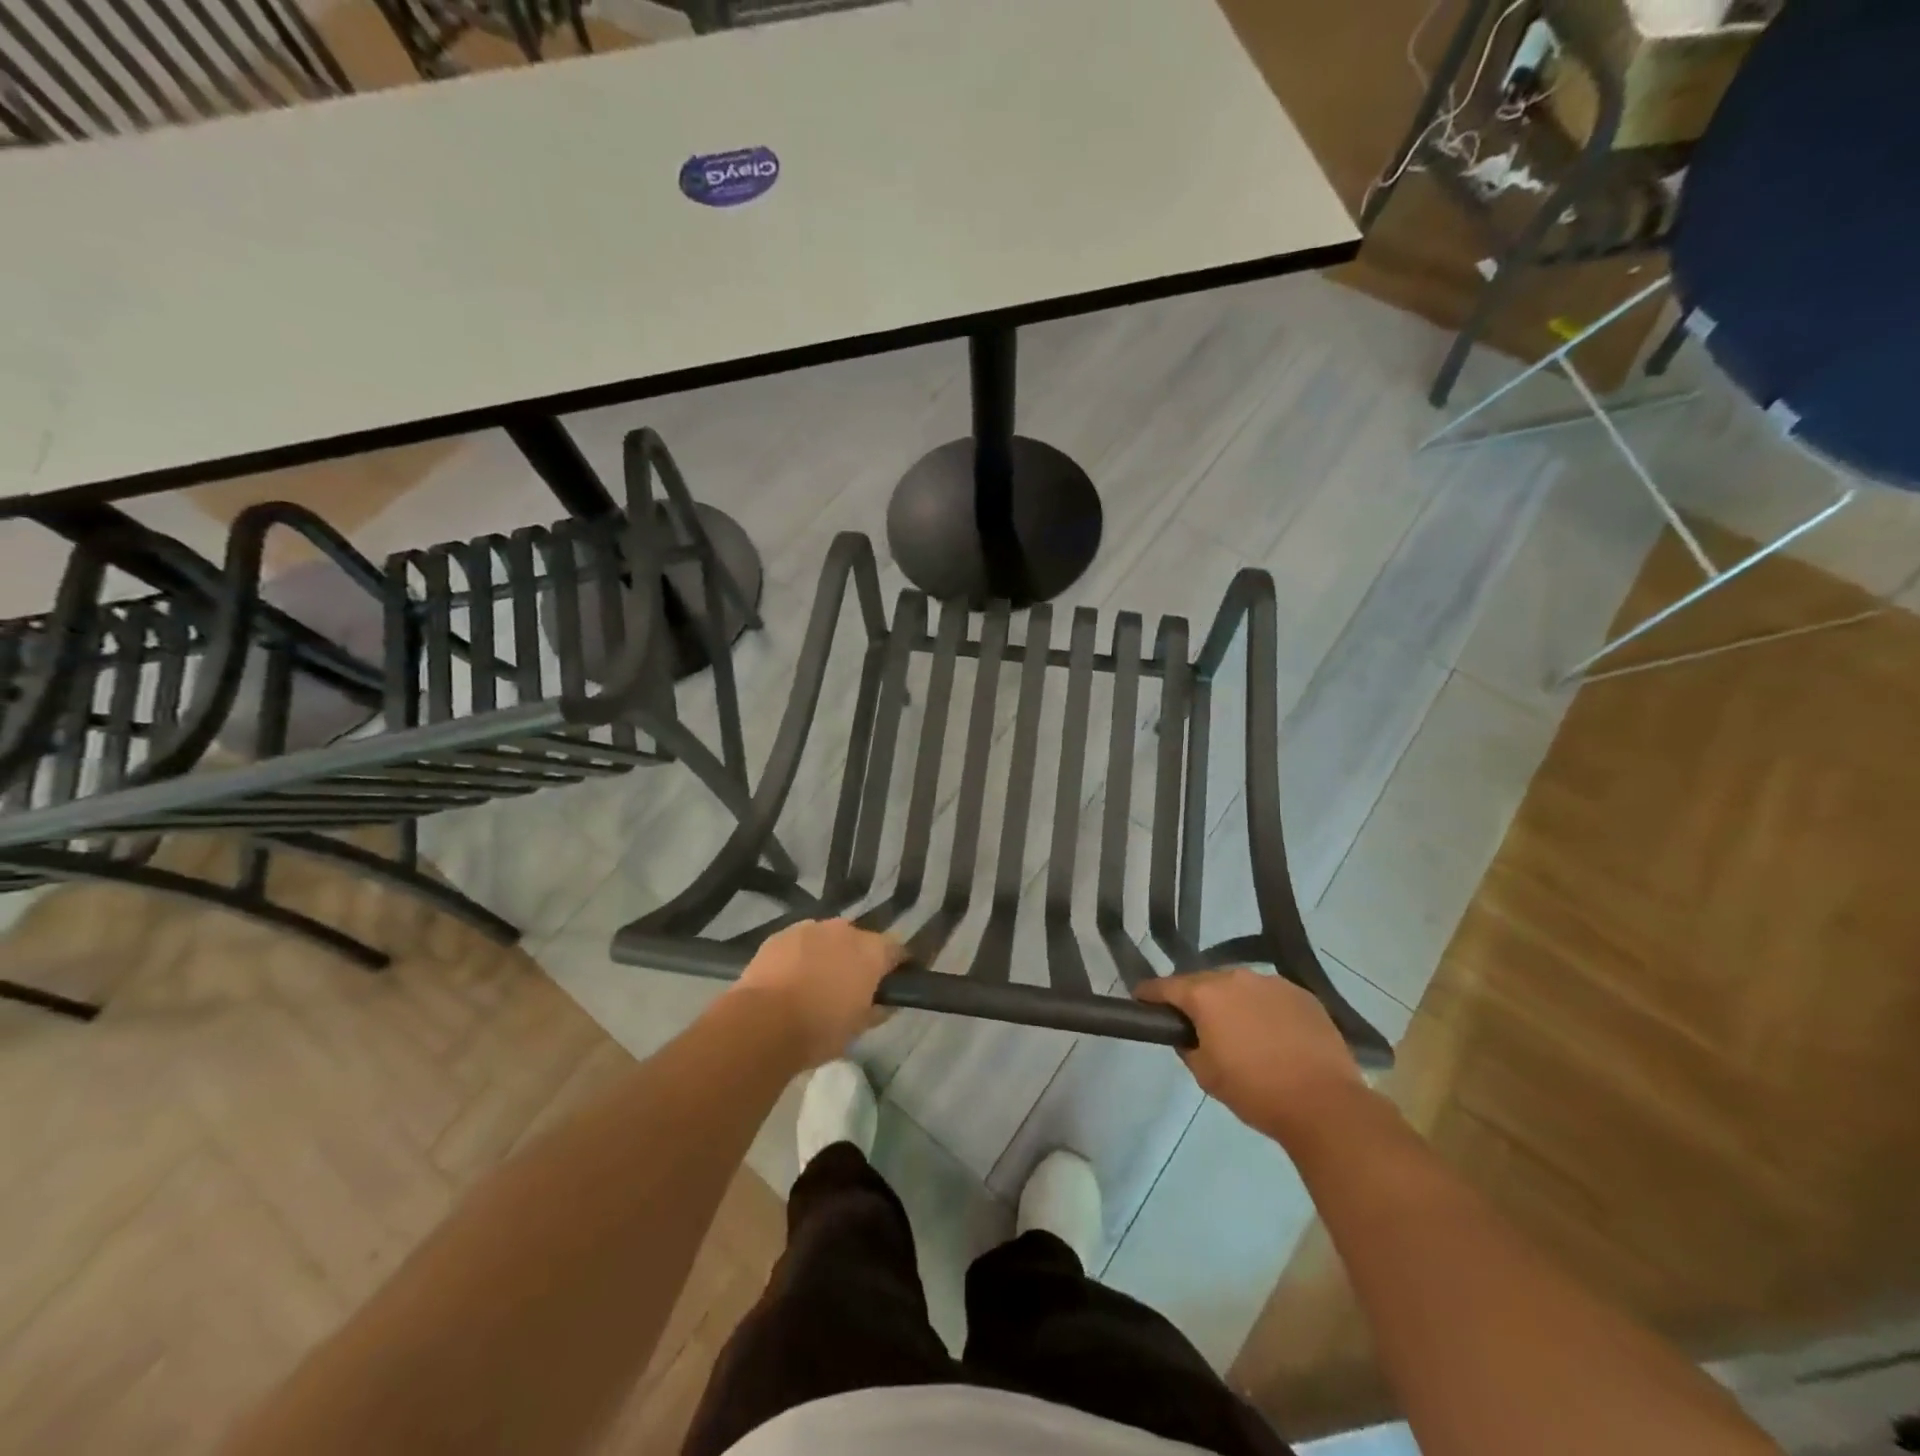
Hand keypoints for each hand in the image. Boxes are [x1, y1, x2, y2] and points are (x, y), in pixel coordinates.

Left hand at [731, 919, 904, 1068]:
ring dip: (829, 953)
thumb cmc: (820, 1030)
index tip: (894, 982)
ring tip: (817, 981)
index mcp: (871, 951)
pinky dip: (801, 955)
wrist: (762, 1024)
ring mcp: (810, 928)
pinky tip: (791, 977)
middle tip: (851, 986)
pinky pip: (800, 942)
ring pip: (828, 938)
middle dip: (860, 958)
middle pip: (861, 940)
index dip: (898, 965)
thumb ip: (879, 1009)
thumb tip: (886, 1002)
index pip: (897, 950)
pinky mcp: (780, 934)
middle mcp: (845, 930)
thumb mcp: (859, 1028)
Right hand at [1136, 967, 1366, 1147]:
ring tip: (1240, 1030)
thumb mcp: (1205, 1074)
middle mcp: (1236, 977)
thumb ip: (1188, 1046)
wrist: (1324, 1104)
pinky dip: (1263, 1009)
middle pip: (1204, 982)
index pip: (1165, 987)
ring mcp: (1272, 983)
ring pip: (1239, 986)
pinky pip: (1270, 996)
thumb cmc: (1255, 1091)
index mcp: (1205, 994)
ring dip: (1232, 1002)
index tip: (1141, 1000)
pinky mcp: (1302, 994)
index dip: (1149, 994)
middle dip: (1195, 999)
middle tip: (1196, 1024)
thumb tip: (1188, 1034)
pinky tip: (1273, 1034)